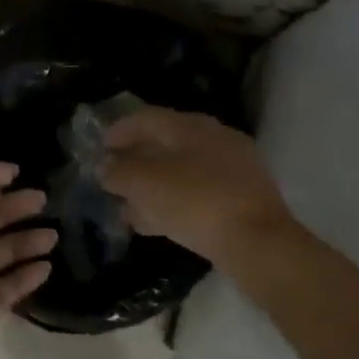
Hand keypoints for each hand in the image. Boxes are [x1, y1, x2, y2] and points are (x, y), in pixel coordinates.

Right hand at [101, 108, 294, 267]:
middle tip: (113, 179)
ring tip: (128, 209)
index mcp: (191, 126)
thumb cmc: (197, 202)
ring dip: (151, 187)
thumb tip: (105, 167)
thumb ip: (120, 172)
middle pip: (165, 144)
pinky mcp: (240, 198)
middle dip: (135, 162)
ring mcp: (231, 169)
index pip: (148, 118)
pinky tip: (156, 224)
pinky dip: (172, 204)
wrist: (258, 241)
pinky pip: (196, 194)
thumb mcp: (147, 185)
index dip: (120, 130)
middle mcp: (214, 139)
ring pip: (180, 172)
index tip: (101, 146)